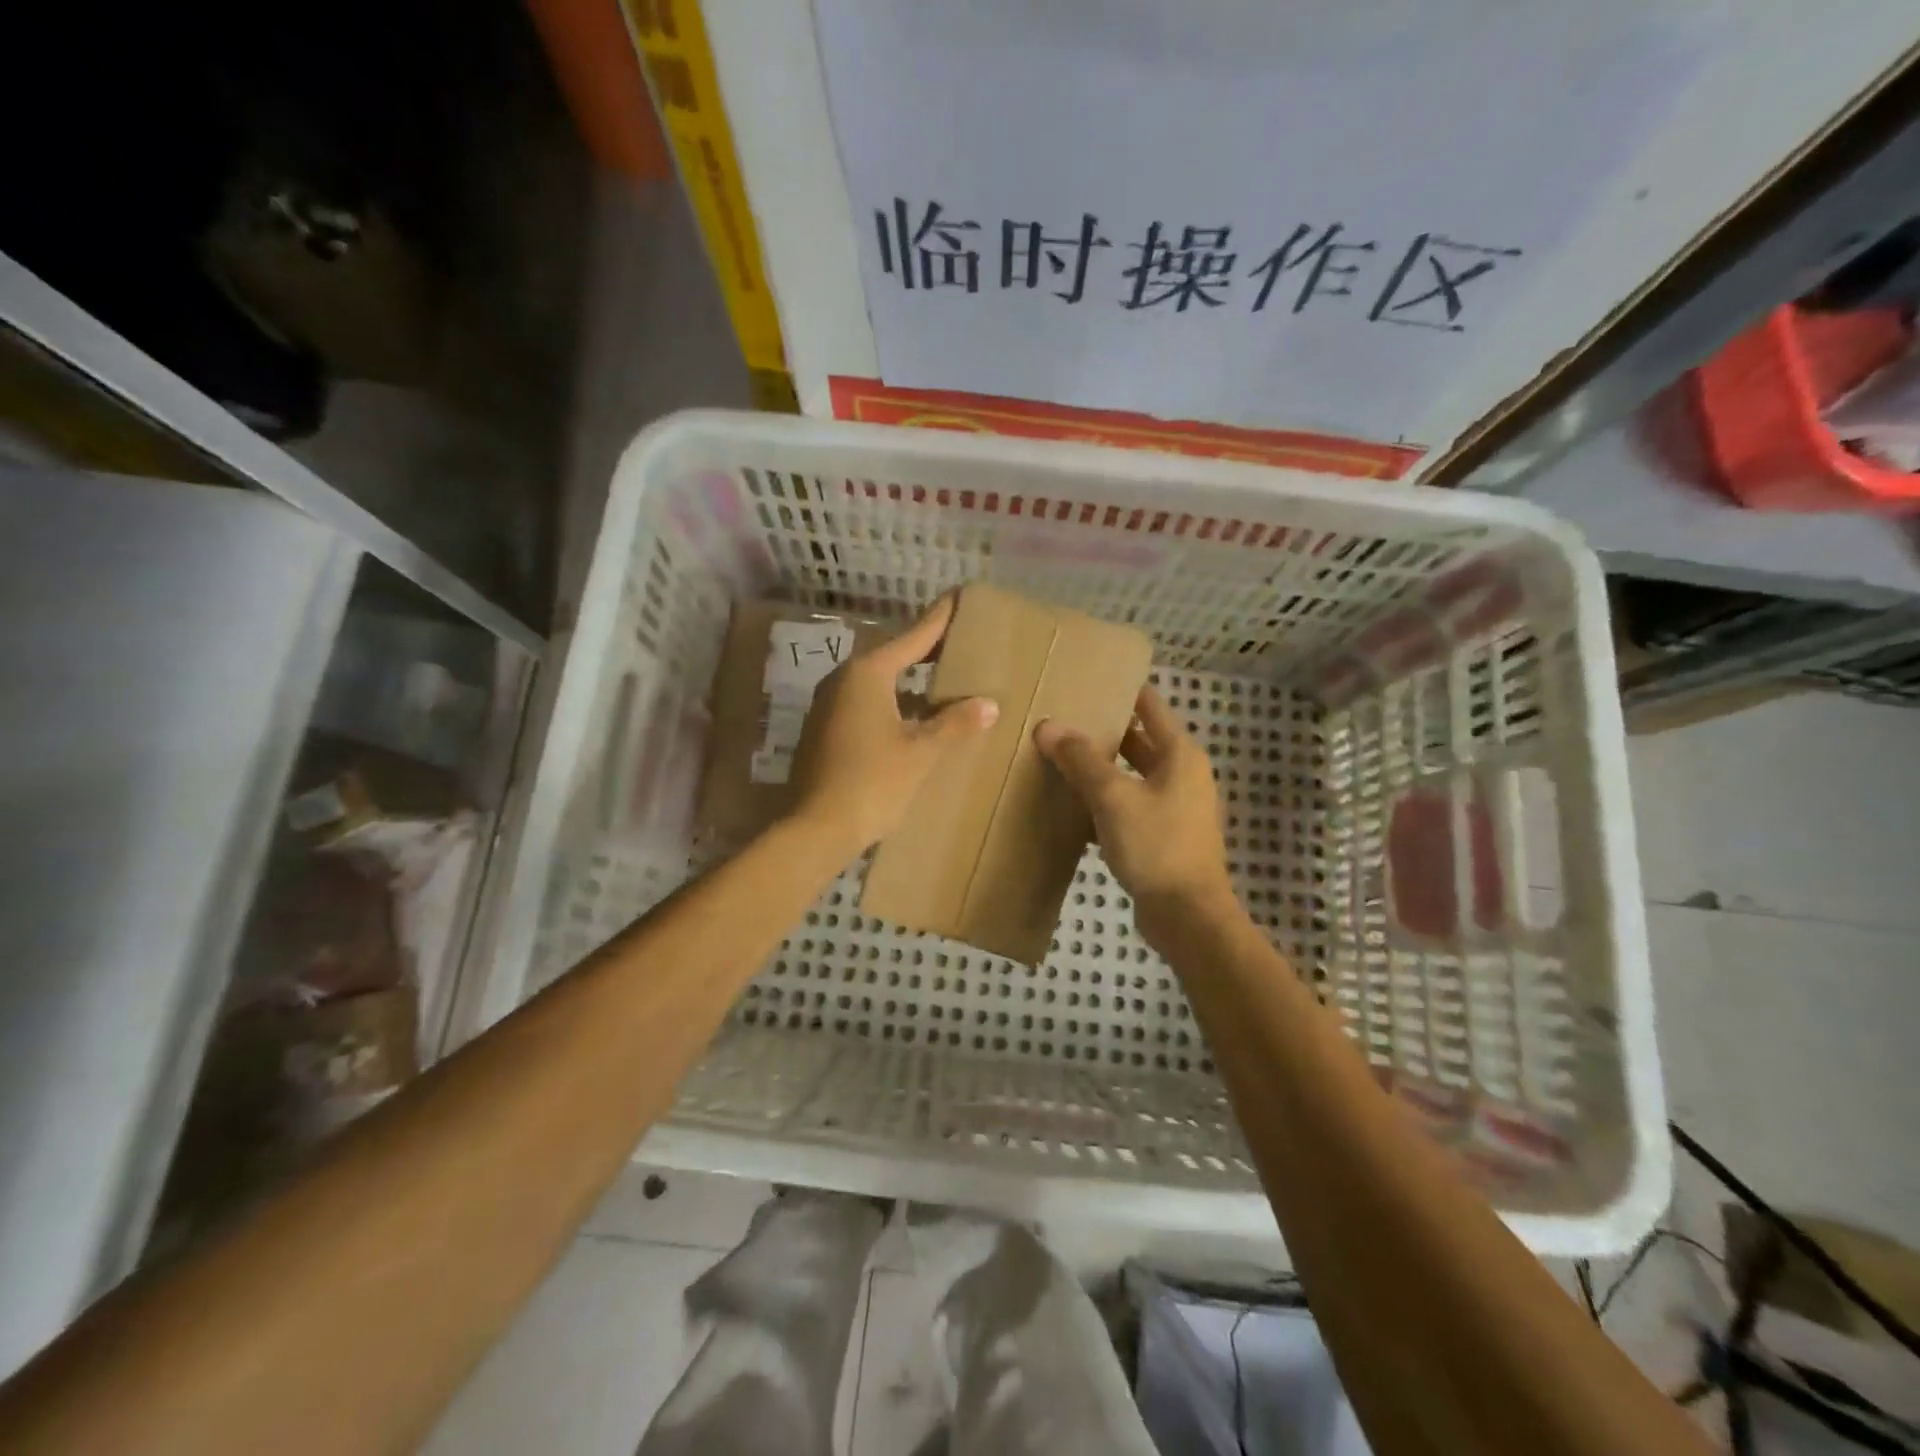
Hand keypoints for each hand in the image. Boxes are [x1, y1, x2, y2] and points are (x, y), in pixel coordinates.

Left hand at [786, 595, 998, 855]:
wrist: (816, 828)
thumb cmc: (872, 782)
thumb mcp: (921, 752)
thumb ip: (955, 723)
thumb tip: (989, 704)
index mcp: (868, 674)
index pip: (914, 636)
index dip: (940, 619)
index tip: (959, 597)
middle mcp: (844, 679)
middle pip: (893, 654)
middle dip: (927, 649)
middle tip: (961, 641)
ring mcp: (829, 704)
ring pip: (878, 680)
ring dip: (909, 678)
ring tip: (943, 677)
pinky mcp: (825, 728)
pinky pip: (866, 701)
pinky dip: (893, 700)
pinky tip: (914, 715)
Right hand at [1034, 686, 1233, 927]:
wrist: (1187, 915)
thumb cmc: (1156, 845)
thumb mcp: (1113, 797)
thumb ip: (1081, 760)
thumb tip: (1048, 726)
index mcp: (1180, 754)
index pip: (1150, 706)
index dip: (1122, 689)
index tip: (1087, 678)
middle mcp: (1182, 774)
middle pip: (1140, 740)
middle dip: (1104, 730)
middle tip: (1061, 718)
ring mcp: (1175, 807)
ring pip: (1132, 775)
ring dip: (1102, 768)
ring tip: (1058, 757)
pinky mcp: (1163, 835)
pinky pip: (1130, 806)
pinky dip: (1105, 801)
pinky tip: (1072, 806)